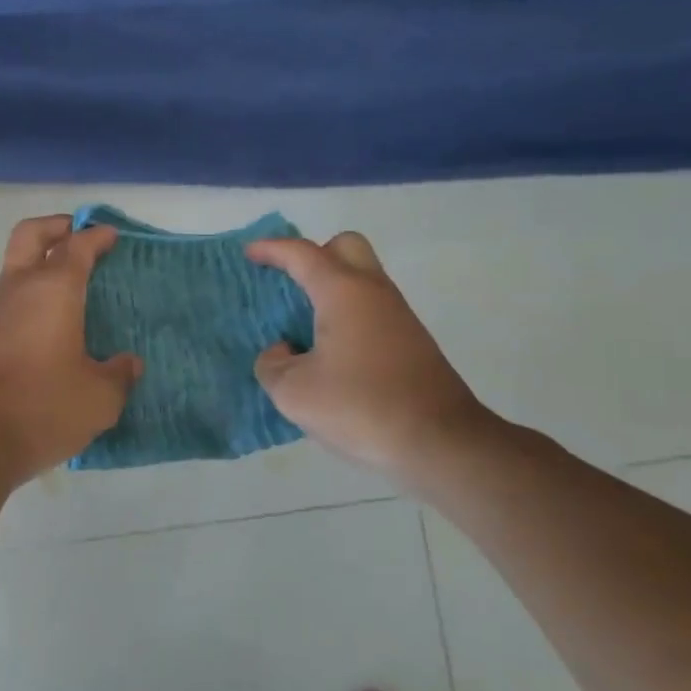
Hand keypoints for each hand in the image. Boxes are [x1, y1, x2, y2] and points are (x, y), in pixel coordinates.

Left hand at [0, 215, 140, 490]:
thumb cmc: (42, 408)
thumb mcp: (99, 399)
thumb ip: (119, 375)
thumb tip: (128, 363)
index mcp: (53, 290)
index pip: (76, 246)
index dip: (96, 236)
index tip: (111, 235)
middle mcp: (17, 290)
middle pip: (30, 236)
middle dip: (56, 228)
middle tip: (78, 236)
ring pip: (14, 271)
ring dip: (39, 269)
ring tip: (70, 295)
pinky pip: (7, 305)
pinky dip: (28, 303)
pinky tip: (47, 334)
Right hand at [245, 231, 497, 481]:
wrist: (440, 442)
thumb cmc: (360, 407)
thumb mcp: (294, 393)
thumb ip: (272, 365)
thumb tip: (282, 352)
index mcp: (343, 292)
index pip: (302, 254)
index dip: (272, 249)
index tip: (249, 254)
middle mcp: (374, 293)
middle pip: (345, 247)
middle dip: (314, 255)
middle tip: (289, 284)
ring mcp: (398, 317)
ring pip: (361, 280)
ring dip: (330, 289)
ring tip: (301, 325)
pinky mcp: (411, 343)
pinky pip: (371, 310)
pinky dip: (346, 316)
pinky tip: (328, 353)